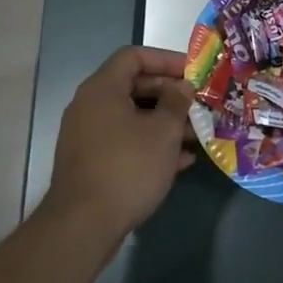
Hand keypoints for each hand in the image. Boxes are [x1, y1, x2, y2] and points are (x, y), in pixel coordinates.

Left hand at [42, 46, 196, 241]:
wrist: (83, 226)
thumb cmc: (127, 168)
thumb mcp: (163, 132)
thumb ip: (177, 103)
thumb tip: (182, 87)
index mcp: (103, 89)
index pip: (134, 56)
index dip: (166, 59)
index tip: (193, 73)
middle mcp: (90, 105)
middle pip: (134, 86)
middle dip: (170, 95)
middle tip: (199, 105)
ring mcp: (88, 135)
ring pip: (132, 116)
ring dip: (165, 122)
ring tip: (197, 136)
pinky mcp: (91, 161)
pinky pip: (125, 140)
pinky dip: (150, 144)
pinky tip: (180, 161)